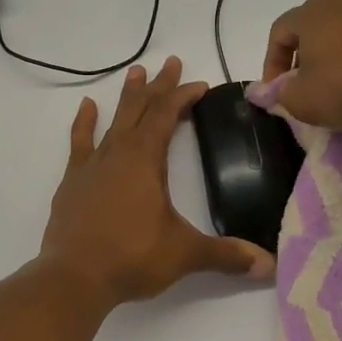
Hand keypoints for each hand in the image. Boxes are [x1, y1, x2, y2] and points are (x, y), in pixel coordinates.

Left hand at [40, 57, 273, 307]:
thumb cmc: (131, 258)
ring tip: (134, 71)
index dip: (183, 96)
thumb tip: (269, 265)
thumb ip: (226, 255)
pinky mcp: (72, 183)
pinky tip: (87, 106)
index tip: (199, 84)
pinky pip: (80, 143)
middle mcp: (117, 154)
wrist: (73, 278)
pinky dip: (84, 123)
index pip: (166, 116)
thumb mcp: (184, 254)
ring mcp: (91, 166)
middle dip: (157, 86)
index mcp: (145, 161)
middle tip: (170, 62)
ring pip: (112, 121)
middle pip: (139, 109)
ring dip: (126, 97)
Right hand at [253, 0, 341, 129]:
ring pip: (341, 28)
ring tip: (335, 83)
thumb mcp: (302, 101)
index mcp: (311, 11)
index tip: (276, 91)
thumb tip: (273, 90)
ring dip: (332, 53)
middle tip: (303, 85)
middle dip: (302, 55)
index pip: (279, 32)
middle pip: (310, 25)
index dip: (271, 63)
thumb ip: (280, 94)